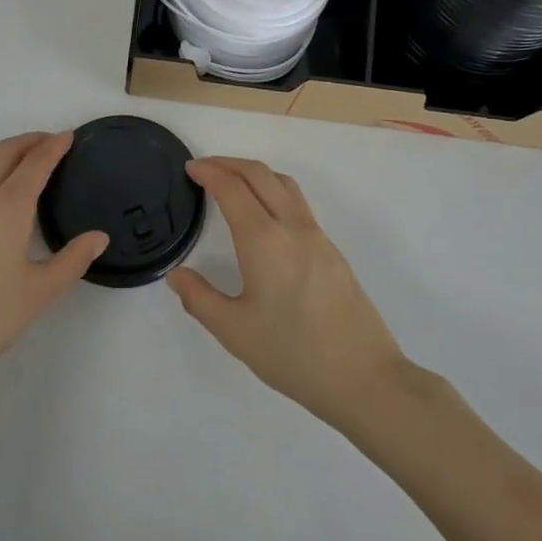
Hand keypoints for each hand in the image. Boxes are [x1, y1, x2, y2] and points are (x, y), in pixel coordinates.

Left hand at [0, 132, 107, 391]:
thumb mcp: (40, 292)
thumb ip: (73, 260)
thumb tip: (99, 236)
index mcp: (10, 206)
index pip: (37, 162)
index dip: (55, 146)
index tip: (69, 136)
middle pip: (5, 151)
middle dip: (29, 141)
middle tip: (49, 143)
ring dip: (0, 154)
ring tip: (16, 167)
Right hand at [168, 157, 406, 429]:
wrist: (365, 377)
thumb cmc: (294, 355)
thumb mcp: (235, 333)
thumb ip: (200, 299)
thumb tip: (176, 274)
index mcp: (264, 240)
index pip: (232, 188)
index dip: (209, 172)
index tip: (190, 168)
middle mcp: (291, 226)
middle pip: (259, 174)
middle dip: (229, 163)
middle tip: (204, 168)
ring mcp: (316, 235)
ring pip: (283, 183)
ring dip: (254, 172)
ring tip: (232, 181)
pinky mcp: (331, 249)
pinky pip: (297, 201)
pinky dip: (272, 188)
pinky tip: (264, 212)